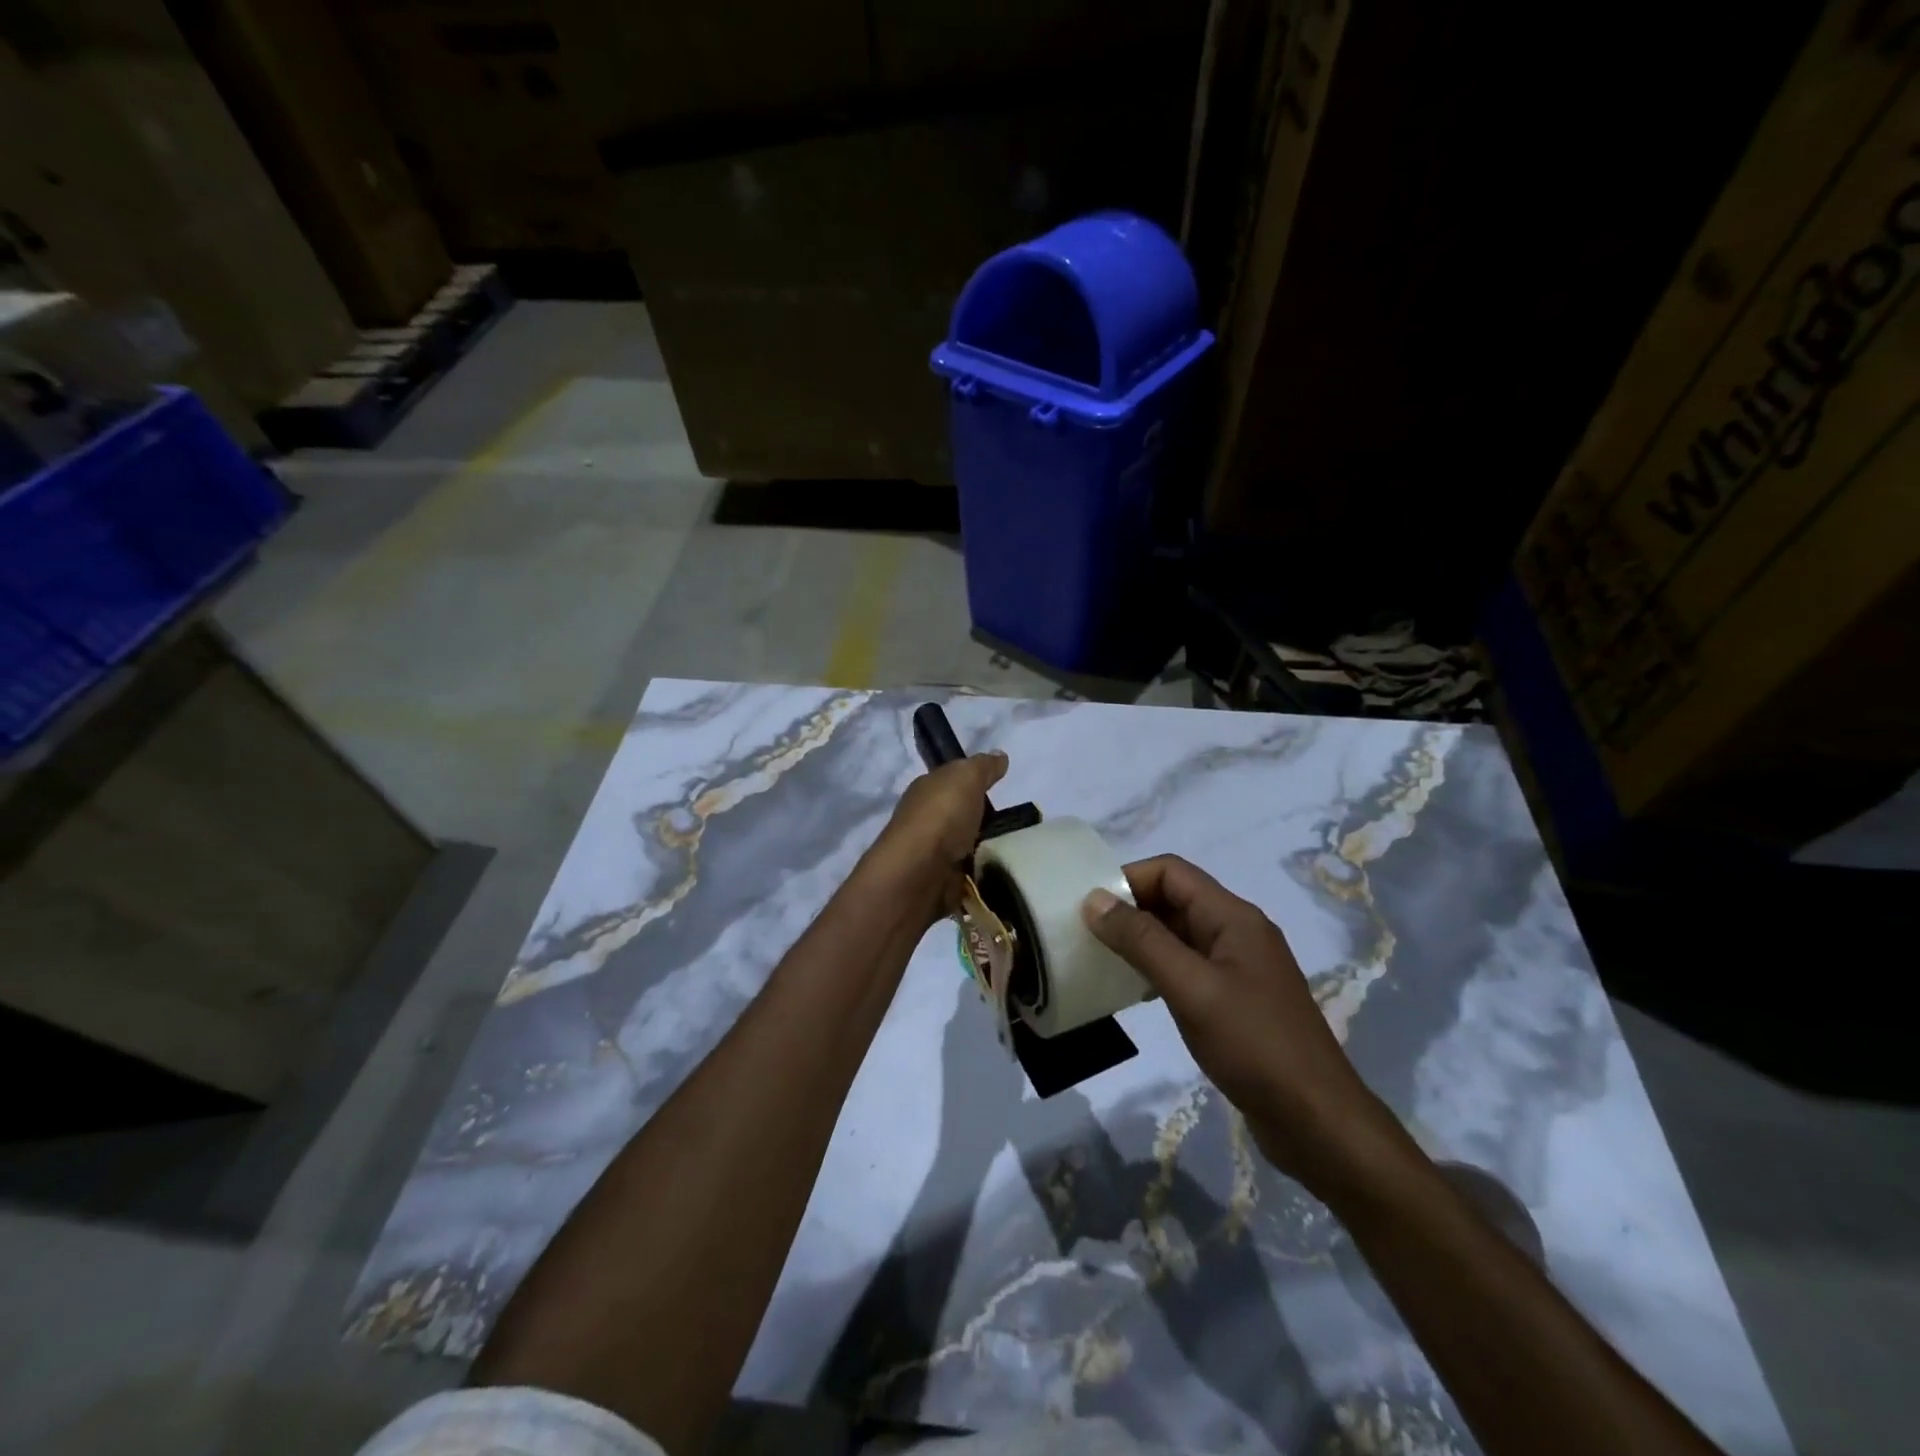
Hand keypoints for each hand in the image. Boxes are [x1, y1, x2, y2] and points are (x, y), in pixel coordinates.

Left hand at [868, 751, 1008, 919]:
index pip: (950, 781)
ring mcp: (931, 852)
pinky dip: (980, 874)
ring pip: (963, 845)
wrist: (919, 871)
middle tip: (1013, 822)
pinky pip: (966, 874)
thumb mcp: (967, 777)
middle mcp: (925, 818)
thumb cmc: (942, 815)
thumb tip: (999, 756)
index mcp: (926, 789)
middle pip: (957, 815)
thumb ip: (984, 767)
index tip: (997, 788)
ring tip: (1013, 849)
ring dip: (982, 848)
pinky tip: (999, 873)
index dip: (971, 782)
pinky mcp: (940, 881)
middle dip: (980, 818)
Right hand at [1082, 855, 1404, 1194]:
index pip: (1172, 872)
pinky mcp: (1236, 1002)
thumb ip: (1141, 941)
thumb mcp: (1191, 987)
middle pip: (1175, 900)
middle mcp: (1237, 933)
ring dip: (1140, 940)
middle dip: (1130, 908)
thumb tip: (1094, 899)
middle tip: (1085, 932)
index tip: (1088, 905)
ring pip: (1179, 935)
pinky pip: (1188, 968)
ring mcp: (1239, 969)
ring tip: (1100, 959)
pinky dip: (1157, 969)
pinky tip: (1133, 991)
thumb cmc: (1253, 1045)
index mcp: (1233, 917)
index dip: (1128, 878)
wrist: (1317, 1122)